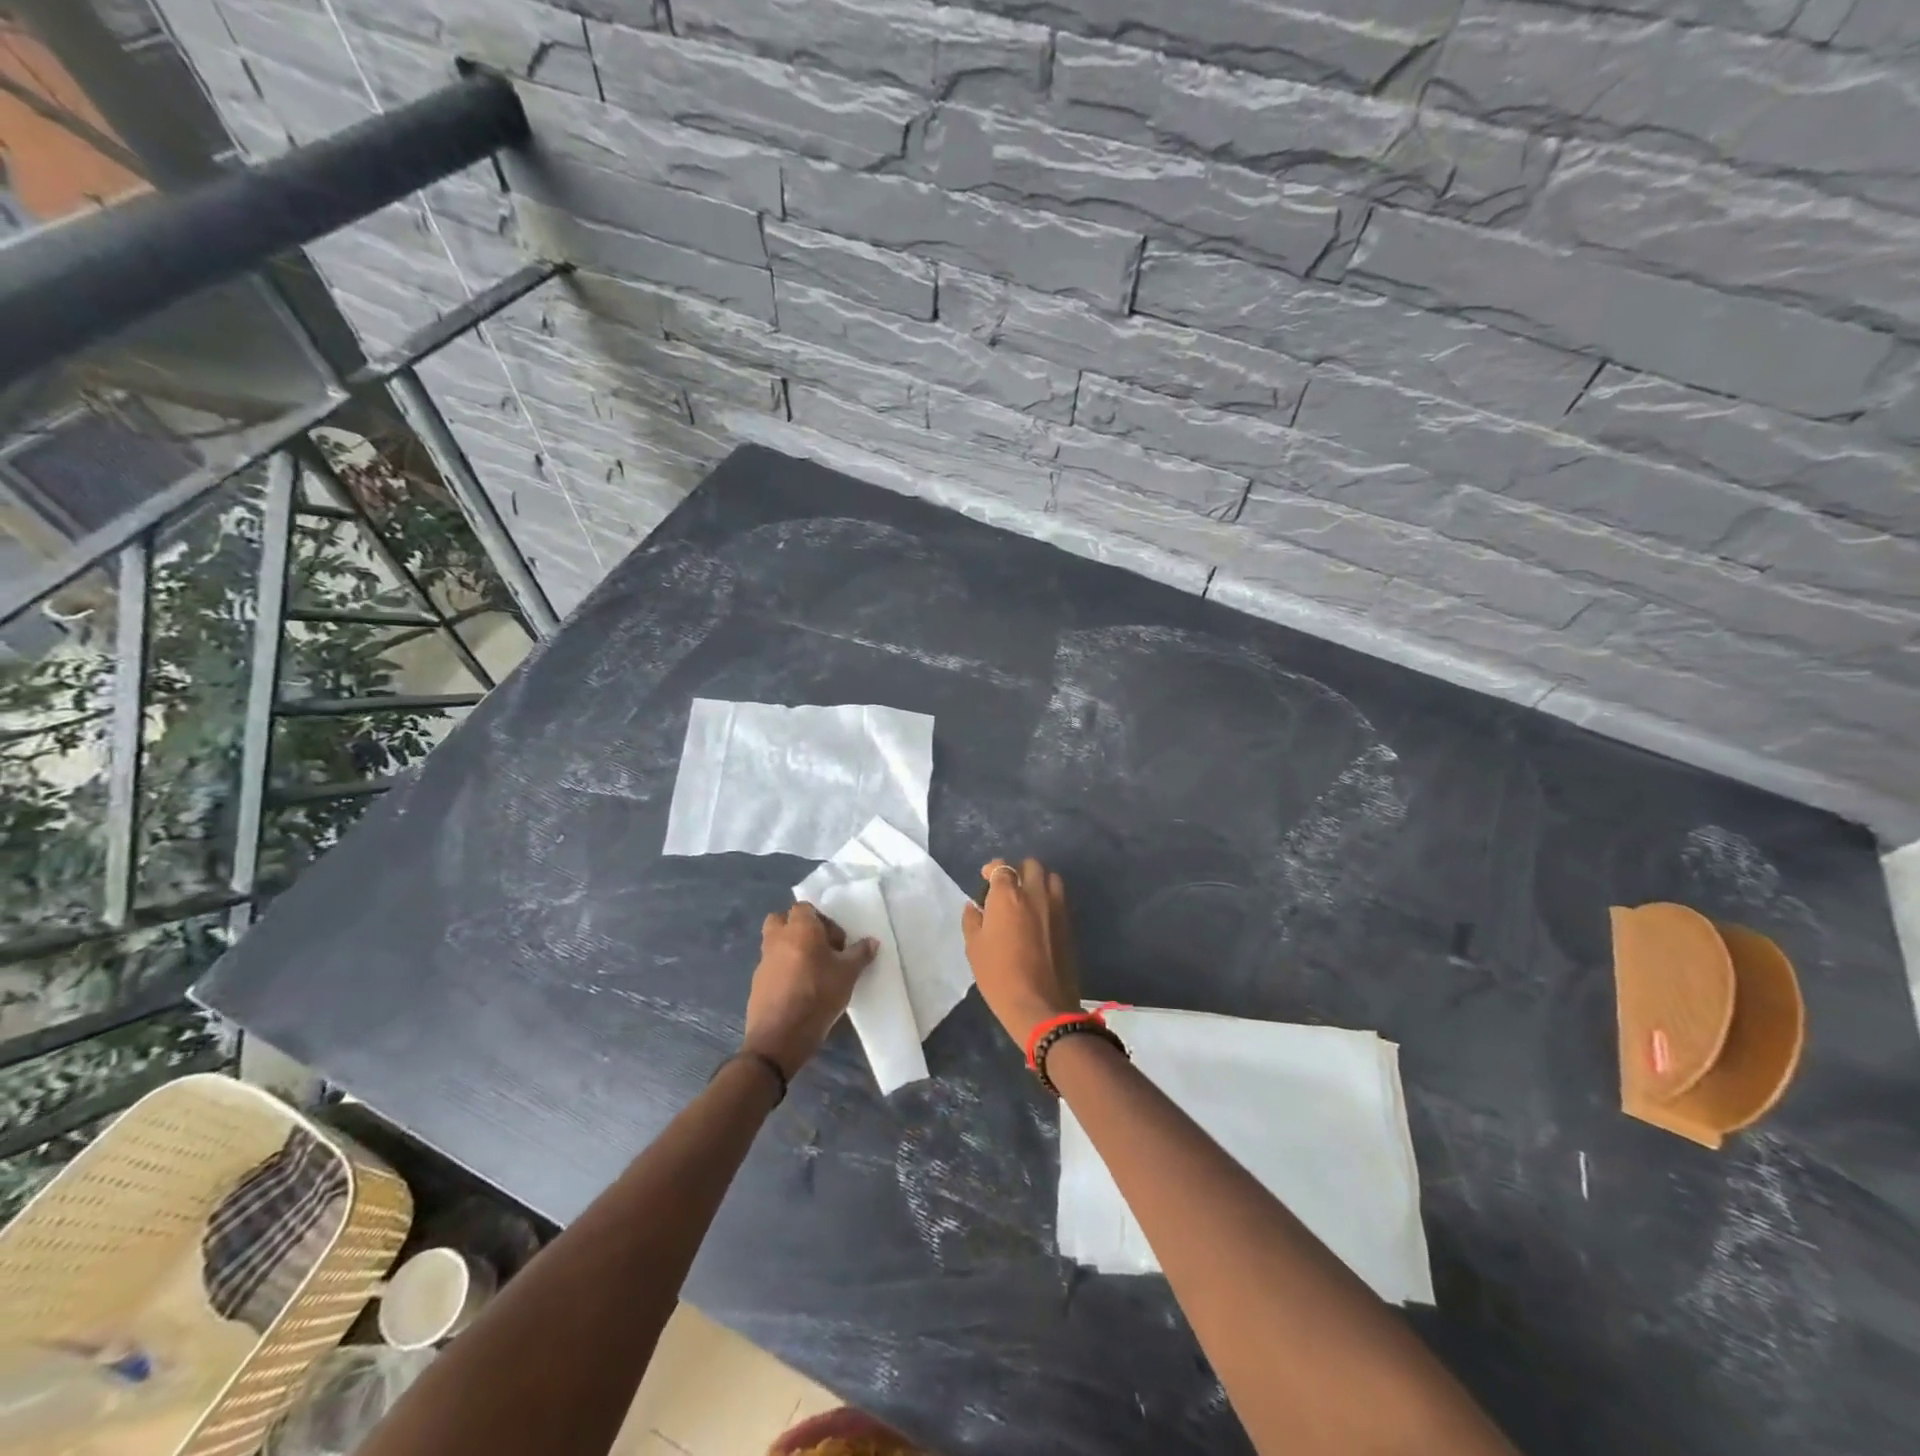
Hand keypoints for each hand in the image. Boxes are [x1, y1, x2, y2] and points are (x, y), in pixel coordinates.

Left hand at [744, 903, 876, 1079]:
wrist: (780, 1036)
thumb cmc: (818, 994)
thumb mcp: (848, 974)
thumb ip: (860, 954)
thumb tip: (872, 942)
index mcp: (799, 928)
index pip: (805, 907)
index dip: (822, 920)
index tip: (836, 942)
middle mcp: (777, 938)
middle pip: (782, 920)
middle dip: (798, 929)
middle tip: (819, 948)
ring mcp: (763, 961)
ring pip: (775, 943)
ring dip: (790, 949)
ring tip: (812, 971)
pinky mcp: (757, 982)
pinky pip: (771, 966)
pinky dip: (783, 970)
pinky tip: (799, 990)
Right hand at [961, 857, 1080, 1046]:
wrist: (1041, 1005)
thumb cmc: (999, 976)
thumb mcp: (974, 948)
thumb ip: (973, 921)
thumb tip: (974, 906)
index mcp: (1007, 896)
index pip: (1002, 867)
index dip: (993, 869)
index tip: (986, 878)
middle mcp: (1035, 894)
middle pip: (1031, 865)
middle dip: (1018, 869)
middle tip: (1008, 886)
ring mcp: (1056, 907)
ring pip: (1051, 877)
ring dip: (1038, 880)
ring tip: (1027, 896)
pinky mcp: (1069, 923)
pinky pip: (1060, 898)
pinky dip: (1049, 897)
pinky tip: (1039, 915)